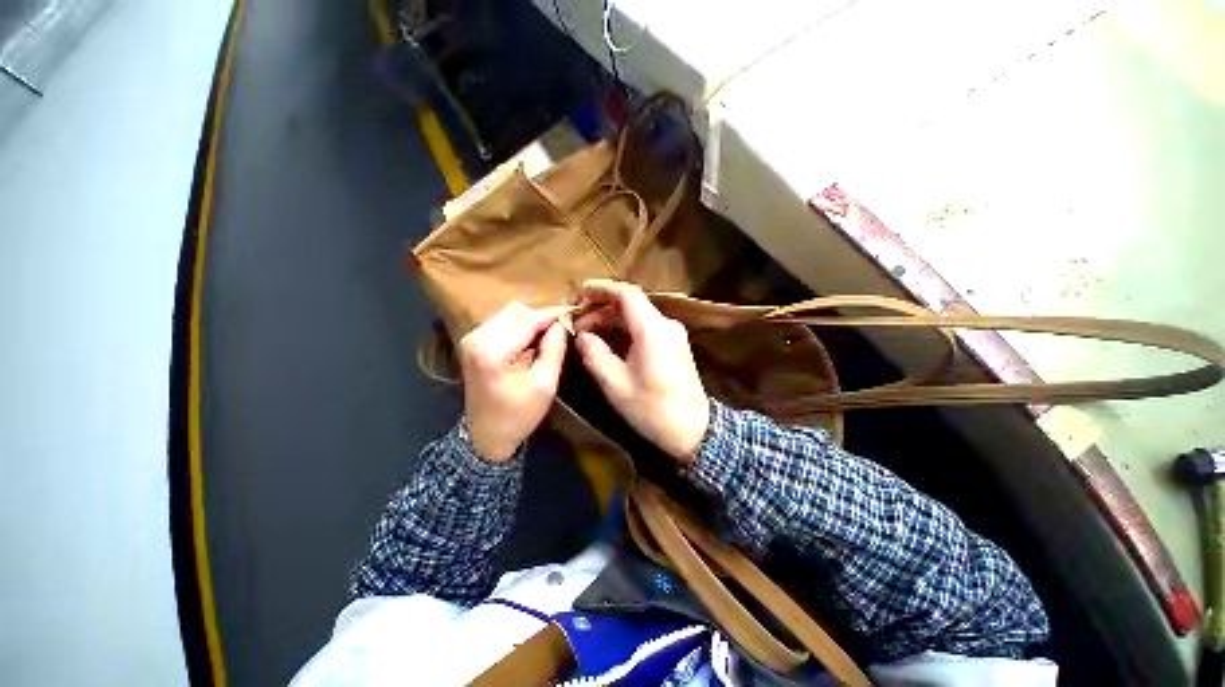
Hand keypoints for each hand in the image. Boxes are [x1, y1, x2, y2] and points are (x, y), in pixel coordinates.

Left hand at [458, 302, 567, 461]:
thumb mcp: (545, 384)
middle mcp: (476, 337)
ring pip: (509, 314)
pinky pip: (502, 323)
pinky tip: (531, 342)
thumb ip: (554, 348)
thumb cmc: (518, 415)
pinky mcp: (472, 342)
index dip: (554, 314)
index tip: (575, 312)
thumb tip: (563, 322)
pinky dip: (520, 327)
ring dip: (531, 321)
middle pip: (517, 311)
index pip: (529, 319)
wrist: (485, 436)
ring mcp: (471, 338)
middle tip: (562, 329)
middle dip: (542, 316)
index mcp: (492, 350)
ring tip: (549, 336)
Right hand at [573, 280, 709, 462]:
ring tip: (588, 334)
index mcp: (652, 330)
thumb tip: (582, 336)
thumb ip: (595, 355)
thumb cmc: (652, 409)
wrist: (694, 430)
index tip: (579, 293)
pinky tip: (610, 341)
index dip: (602, 289)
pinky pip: (646, 327)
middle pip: (631, 305)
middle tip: (578, 325)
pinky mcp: (675, 345)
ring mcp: (674, 334)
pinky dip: (626, 329)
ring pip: (638, 316)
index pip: (626, 294)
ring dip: (613, 320)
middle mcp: (666, 325)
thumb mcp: (615, 384)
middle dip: (602, 310)